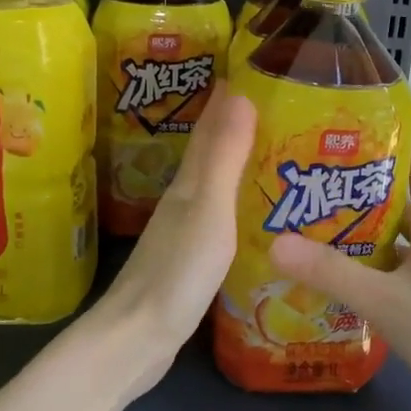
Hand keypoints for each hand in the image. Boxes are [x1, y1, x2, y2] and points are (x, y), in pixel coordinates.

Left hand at [94, 87, 257, 394]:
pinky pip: (220, 217)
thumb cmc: (177, 272)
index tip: (249, 71)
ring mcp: (184, 233)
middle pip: (211, 154)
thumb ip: (224, 157)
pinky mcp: (190, 261)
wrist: (138, 339)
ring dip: (236, 164)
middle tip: (273, 107)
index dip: (226, 101)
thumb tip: (237, 92)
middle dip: (235, 126)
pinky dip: (237, 203)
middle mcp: (184, 202)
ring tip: (271, 152)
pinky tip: (253, 212)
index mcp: (190, 185)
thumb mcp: (209, 210)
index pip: (209, 130)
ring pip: (215, 185)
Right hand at [268, 141, 410, 410]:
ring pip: (399, 238)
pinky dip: (373, 264)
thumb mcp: (384, 301)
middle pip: (404, 202)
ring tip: (319, 222)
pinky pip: (398, 268)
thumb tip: (276, 242)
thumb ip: (332, 274)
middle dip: (366, 186)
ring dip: (366, 228)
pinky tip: (343, 274)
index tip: (369, 124)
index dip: (405, 141)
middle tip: (321, 177)